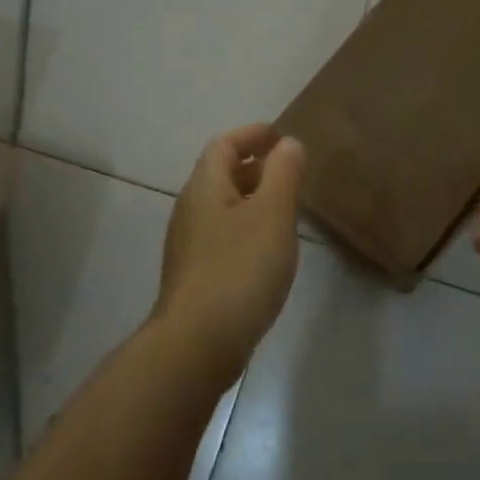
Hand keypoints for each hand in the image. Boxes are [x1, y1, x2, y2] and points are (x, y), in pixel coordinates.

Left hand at [155, 124, 306, 385]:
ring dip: (253, 200)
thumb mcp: (272, 214)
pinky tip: (268, 251)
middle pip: (220, 175)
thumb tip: (288, 144)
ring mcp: (189, 246)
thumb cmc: (239, 269)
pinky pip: (223, 236)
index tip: (281, 136)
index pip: (223, 145)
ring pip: (223, 208)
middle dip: (255, 167)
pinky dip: (247, 228)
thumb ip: (284, 173)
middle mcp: (190, 210)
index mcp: (205, 188)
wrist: (197, 345)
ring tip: (286, 210)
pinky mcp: (195, 276)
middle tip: (291, 173)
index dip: (252, 134)